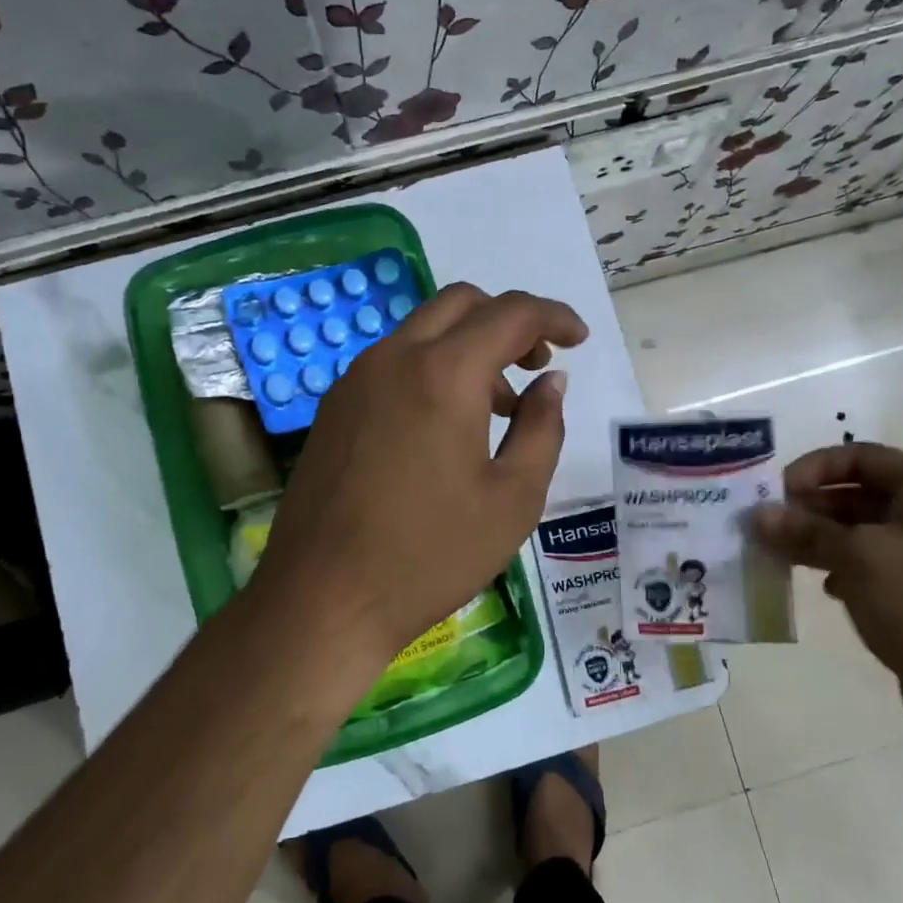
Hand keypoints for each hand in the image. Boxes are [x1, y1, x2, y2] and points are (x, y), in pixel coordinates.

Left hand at [248, 283, 586, 663]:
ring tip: (497, 407)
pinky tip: (445, 425)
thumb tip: (550, 382)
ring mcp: (356, 380)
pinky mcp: (335, 407)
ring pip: (424, 330)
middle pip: (462, 304)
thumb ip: (543, 428)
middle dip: (509, 321)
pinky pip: (394, 362)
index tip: (580, 339)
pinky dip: (433, 368)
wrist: (323, 599)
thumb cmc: (430, 555)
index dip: (554, 317)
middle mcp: (394, 358)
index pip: (510, 313)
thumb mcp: (513, 499)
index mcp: (444, 374)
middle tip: (536, 365)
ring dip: (469, 346)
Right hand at [748, 442, 902, 720]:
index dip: (816, 467)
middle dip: (812, 507)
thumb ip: (805, 531)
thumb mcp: (857, 556)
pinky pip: (874, 569)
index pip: (862, 456)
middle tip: (770, 526)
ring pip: (864, 534)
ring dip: (821, 540)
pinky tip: (826, 588)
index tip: (778, 492)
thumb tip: (759, 515)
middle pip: (861, 494)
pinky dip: (844, 570)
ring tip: (782, 556)